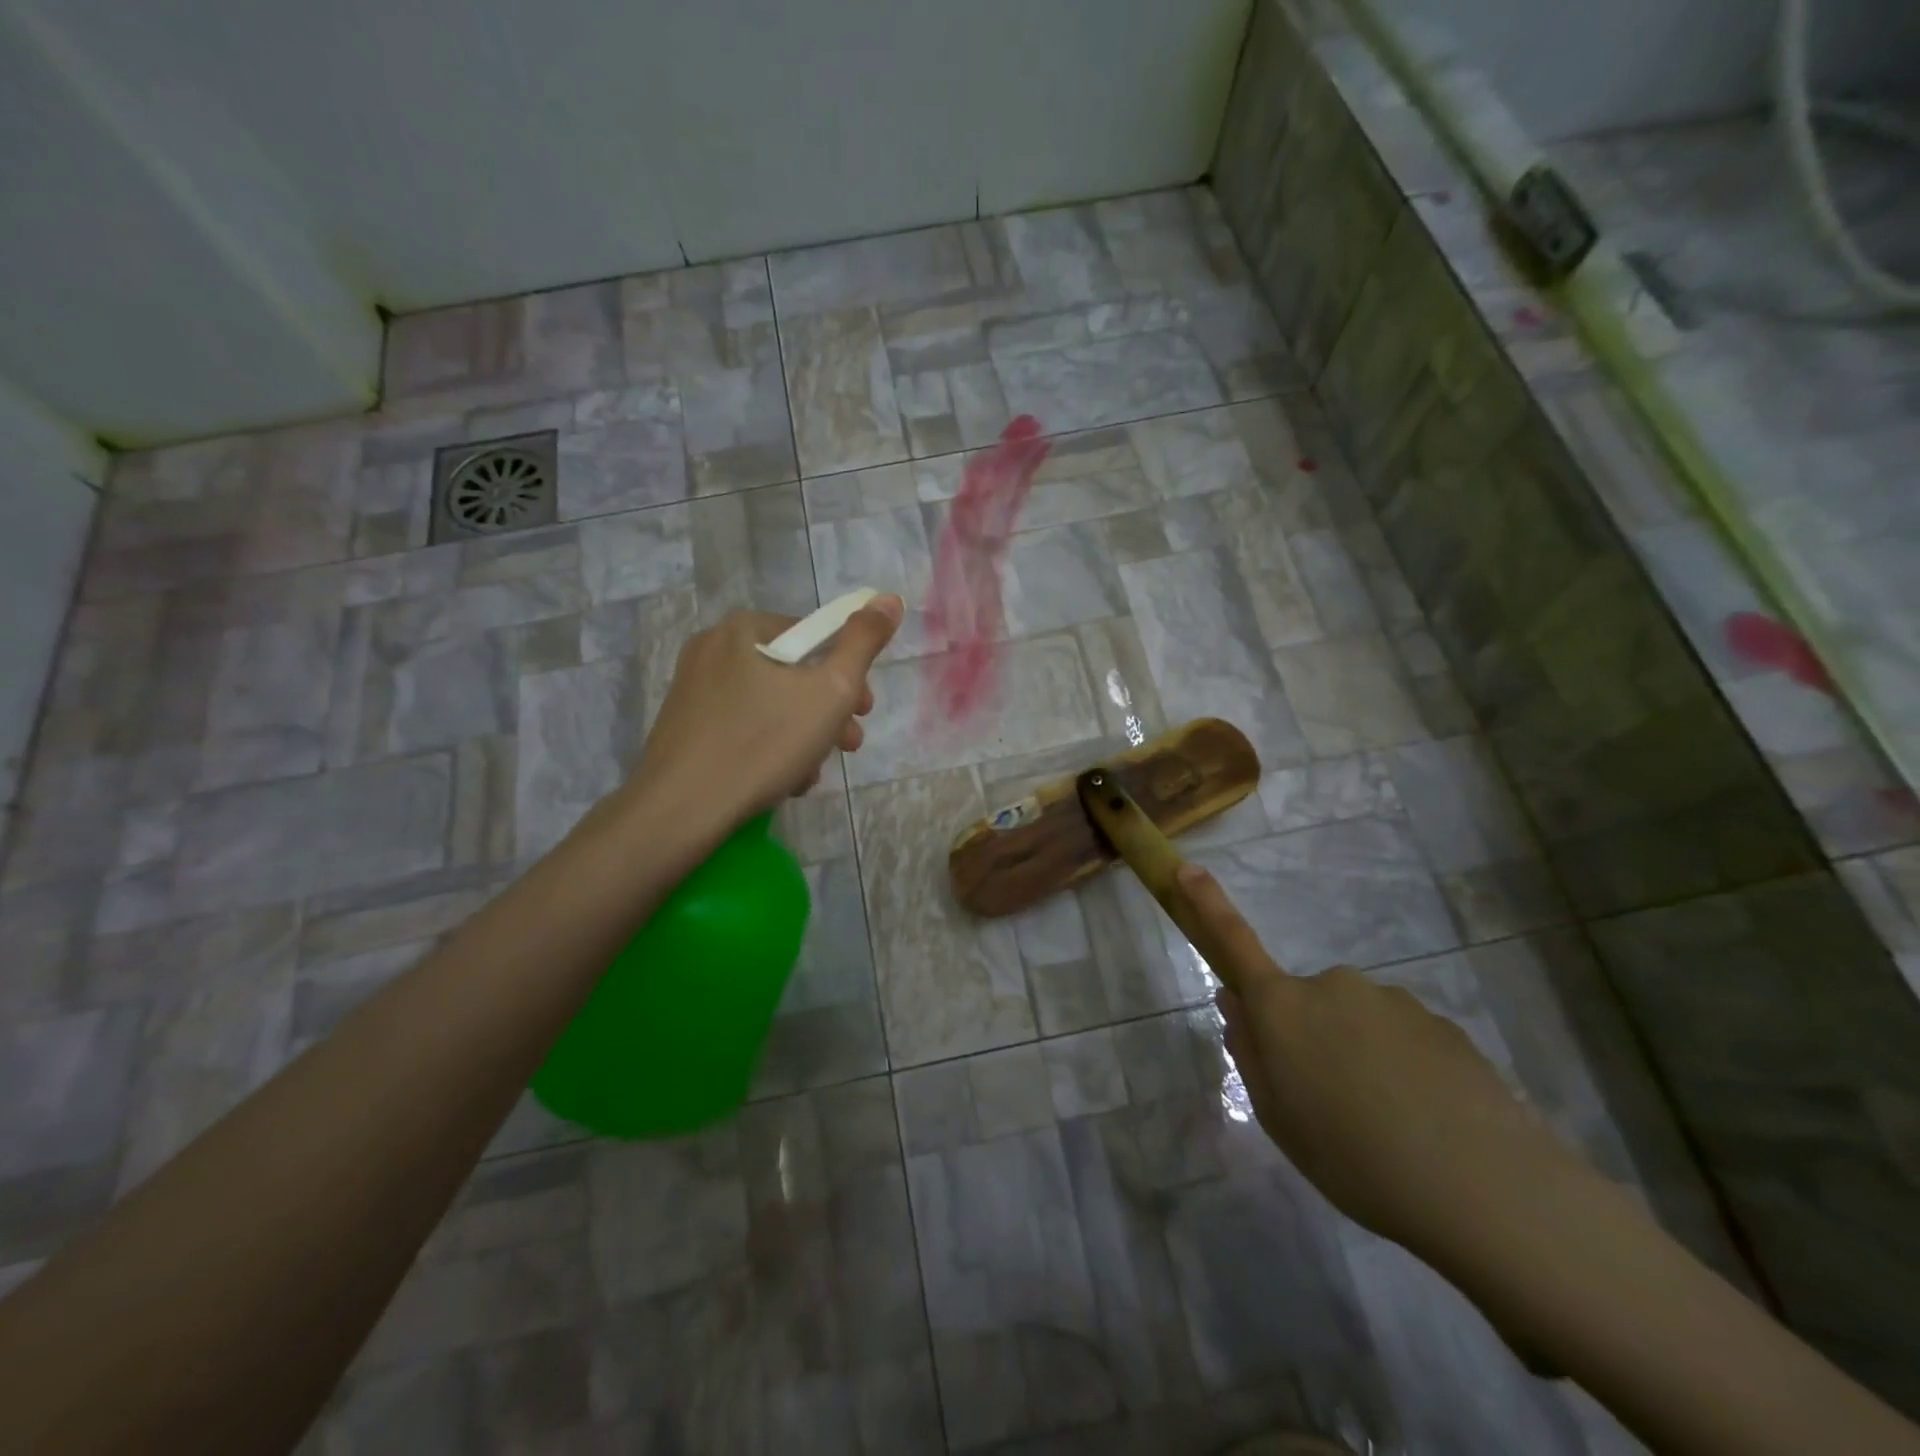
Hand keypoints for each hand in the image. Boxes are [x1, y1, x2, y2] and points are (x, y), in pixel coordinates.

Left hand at [625, 597, 902, 837]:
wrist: (681, 810)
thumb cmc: (763, 743)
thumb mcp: (830, 691)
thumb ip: (863, 642)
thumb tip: (889, 598)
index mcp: (744, 629)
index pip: (816, 637)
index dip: (850, 674)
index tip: (864, 712)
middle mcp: (712, 649)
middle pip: (793, 674)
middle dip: (828, 712)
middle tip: (847, 746)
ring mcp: (693, 689)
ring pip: (770, 705)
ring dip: (803, 737)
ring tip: (811, 775)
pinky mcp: (684, 727)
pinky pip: (743, 727)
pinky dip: (769, 748)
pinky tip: (781, 782)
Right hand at [1173, 862, 1593, 1267]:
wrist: (1483, 1186)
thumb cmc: (1353, 1157)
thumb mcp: (1279, 1117)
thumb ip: (1251, 1054)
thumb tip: (1236, 1006)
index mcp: (1283, 1007)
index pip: (1234, 943)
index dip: (1207, 903)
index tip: (1186, 869)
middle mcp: (1333, 986)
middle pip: (1306, 1001)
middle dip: (1310, 1036)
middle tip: (1330, 1103)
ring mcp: (1390, 1000)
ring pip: (1358, 1021)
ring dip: (1360, 1056)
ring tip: (1388, 1126)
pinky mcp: (1440, 1023)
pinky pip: (1403, 1038)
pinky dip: (1404, 1069)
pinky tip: (1427, 1122)